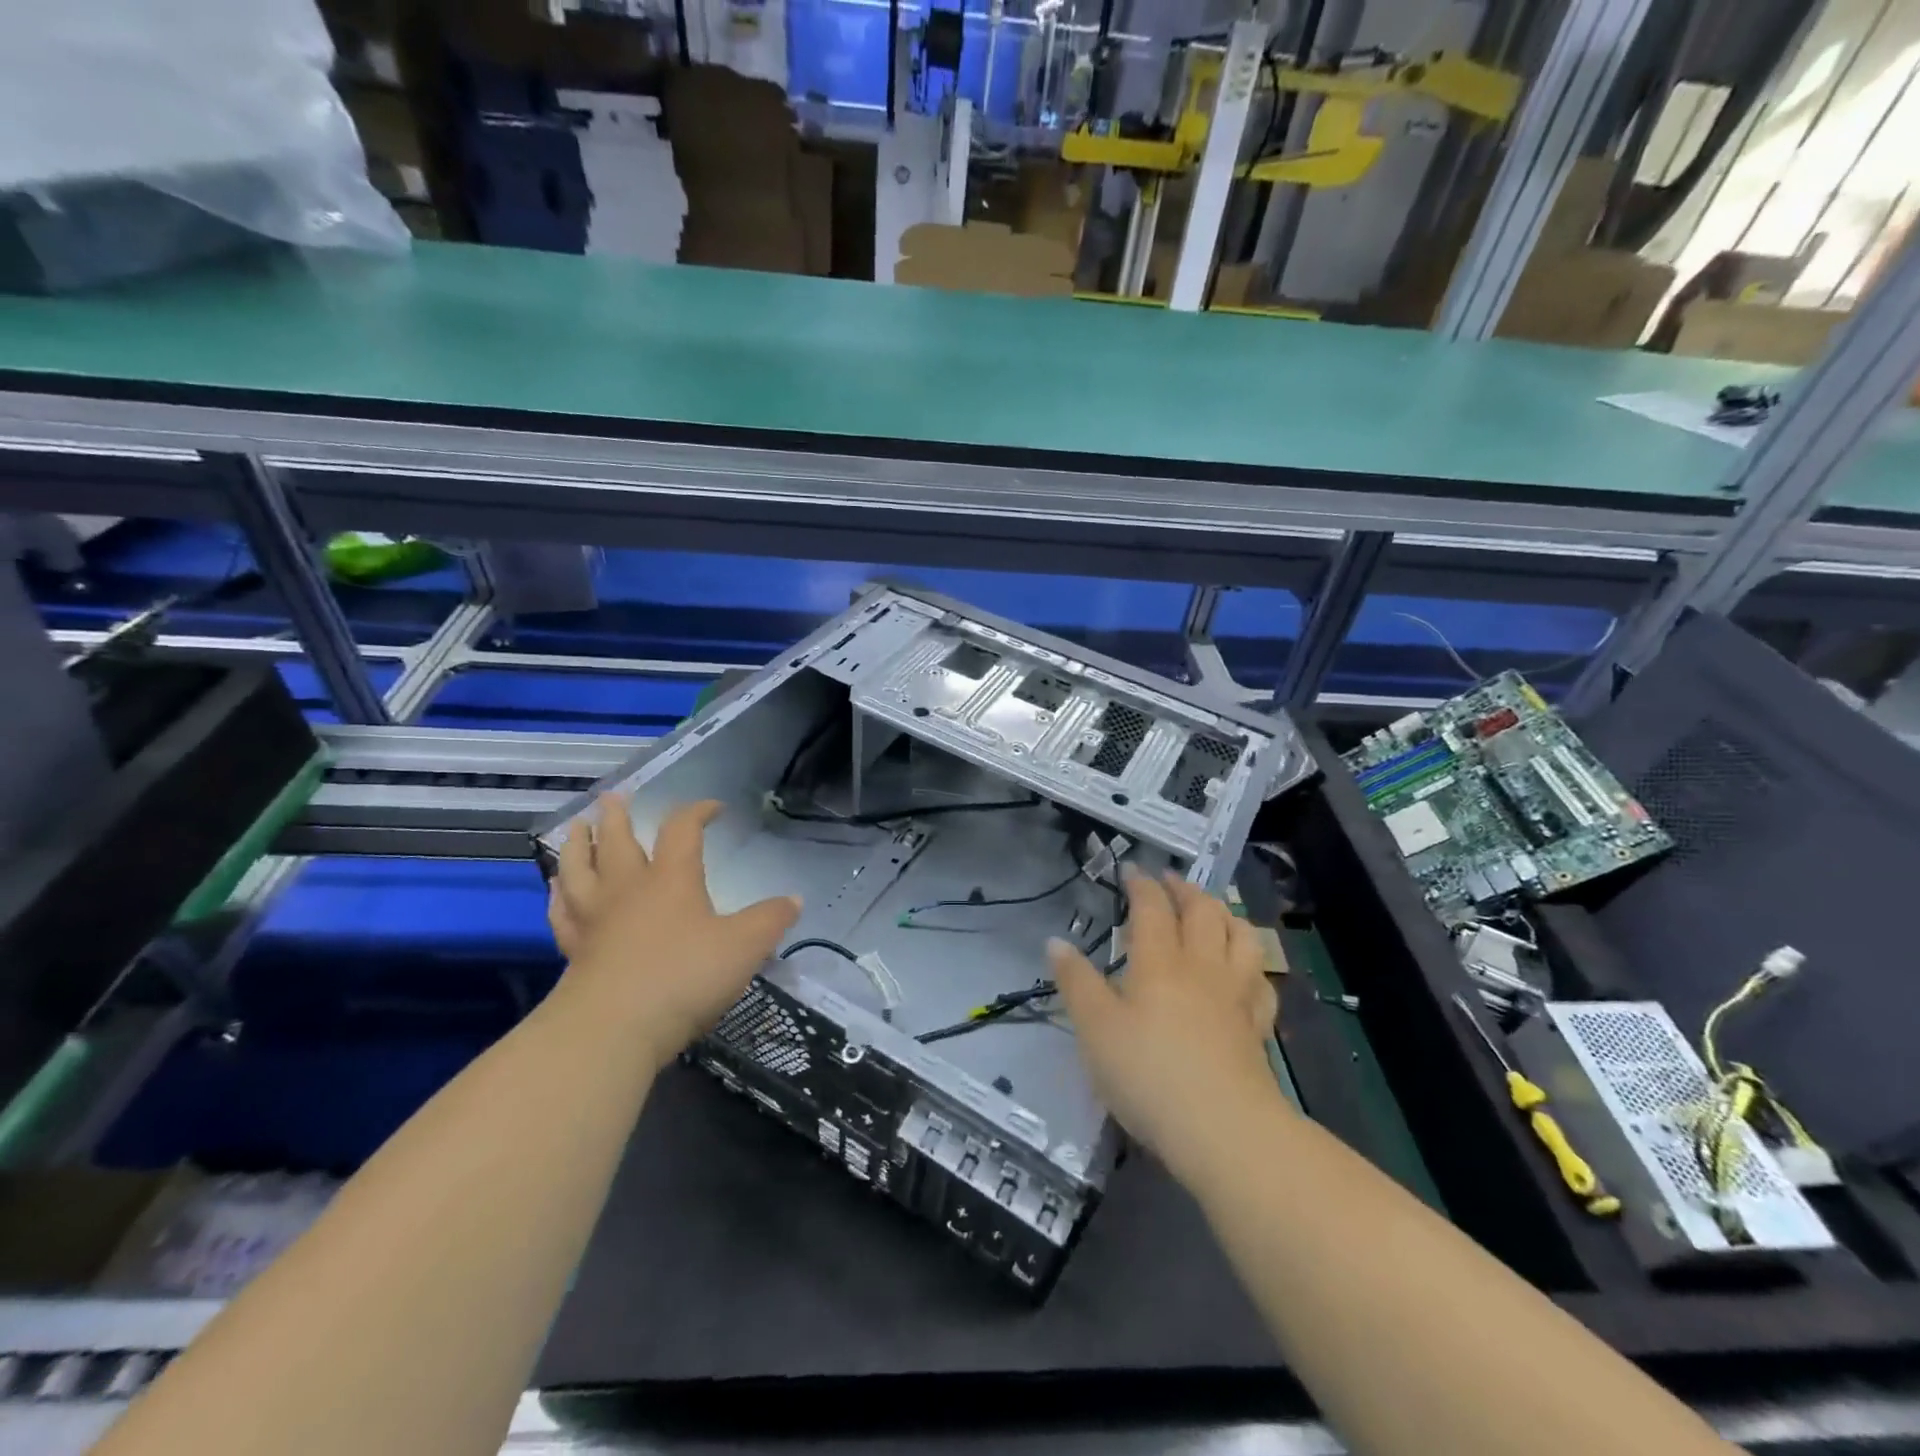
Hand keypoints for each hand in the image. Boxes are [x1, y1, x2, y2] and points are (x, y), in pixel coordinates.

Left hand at [548, 795, 799, 1065]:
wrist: (614, 1029)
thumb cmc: (684, 977)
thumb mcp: (745, 947)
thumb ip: (771, 920)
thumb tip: (794, 900)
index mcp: (671, 878)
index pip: (682, 829)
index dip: (697, 811)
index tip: (714, 807)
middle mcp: (628, 888)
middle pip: (617, 840)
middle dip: (617, 816)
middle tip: (613, 798)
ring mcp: (595, 918)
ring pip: (578, 869)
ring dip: (578, 844)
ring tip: (576, 828)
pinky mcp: (574, 950)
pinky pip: (561, 912)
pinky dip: (558, 895)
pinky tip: (556, 889)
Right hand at [1049, 868, 1283, 1182]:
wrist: (1222, 1128)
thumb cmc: (1147, 1073)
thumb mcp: (1095, 1029)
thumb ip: (1076, 982)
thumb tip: (1056, 941)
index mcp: (1159, 962)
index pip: (1152, 907)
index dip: (1141, 883)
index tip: (1131, 869)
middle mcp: (1202, 966)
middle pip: (1203, 911)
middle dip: (1186, 889)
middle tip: (1170, 881)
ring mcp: (1236, 995)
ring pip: (1242, 937)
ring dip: (1226, 915)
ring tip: (1212, 912)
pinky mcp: (1258, 1026)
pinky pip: (1262, 982)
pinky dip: (1253, 965)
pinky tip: (1244, 971)